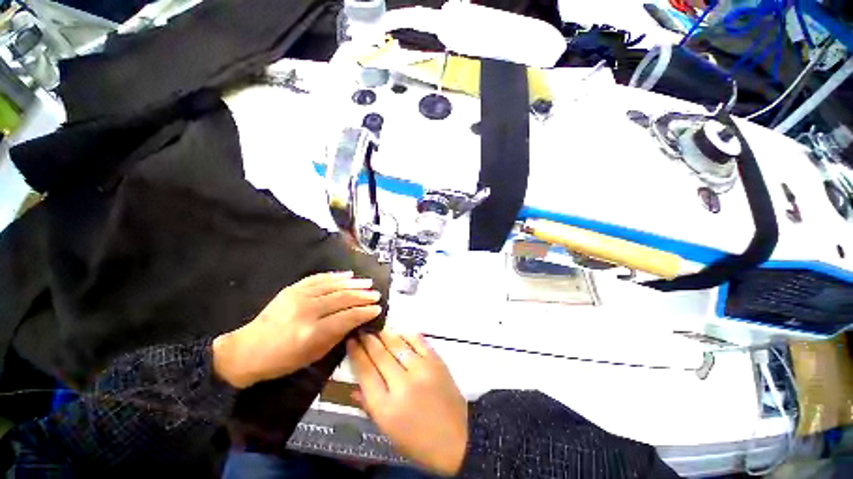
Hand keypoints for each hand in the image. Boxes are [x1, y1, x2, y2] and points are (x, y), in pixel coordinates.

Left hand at [213, 271, 381, 388]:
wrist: (248, 350)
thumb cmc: (283, 360)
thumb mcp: (314, 355)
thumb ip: (338, 335)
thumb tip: (357, 319)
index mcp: (311, 332)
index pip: (347, 317)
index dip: (364, 312)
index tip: (377, 308)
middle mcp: (306, 311)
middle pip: (342, 298)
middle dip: (363, 295)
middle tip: (376, 294)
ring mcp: (298, 297)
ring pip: (333, 285)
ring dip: (353, 283)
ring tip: (367, 282)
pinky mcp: (292, 289)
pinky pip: (318, 278)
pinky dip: (335, 276)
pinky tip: (348, 274)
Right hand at [348, 332, 466, 475]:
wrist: (457, 438)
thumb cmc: (418, 440)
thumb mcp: (388, 431)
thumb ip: (369, 406)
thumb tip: (353, 388)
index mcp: (386, 408)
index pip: (365, 373)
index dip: (356, 354)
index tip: (351, 342)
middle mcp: (402, 385)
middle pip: (379, 355)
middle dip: (368, 340)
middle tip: (361, 331)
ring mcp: (421, 370)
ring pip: (397, 345)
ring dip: (385, 334)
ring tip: (376, 329)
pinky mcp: (436, 362)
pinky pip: (418, 341)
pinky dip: (407, 334)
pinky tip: (399, 331)